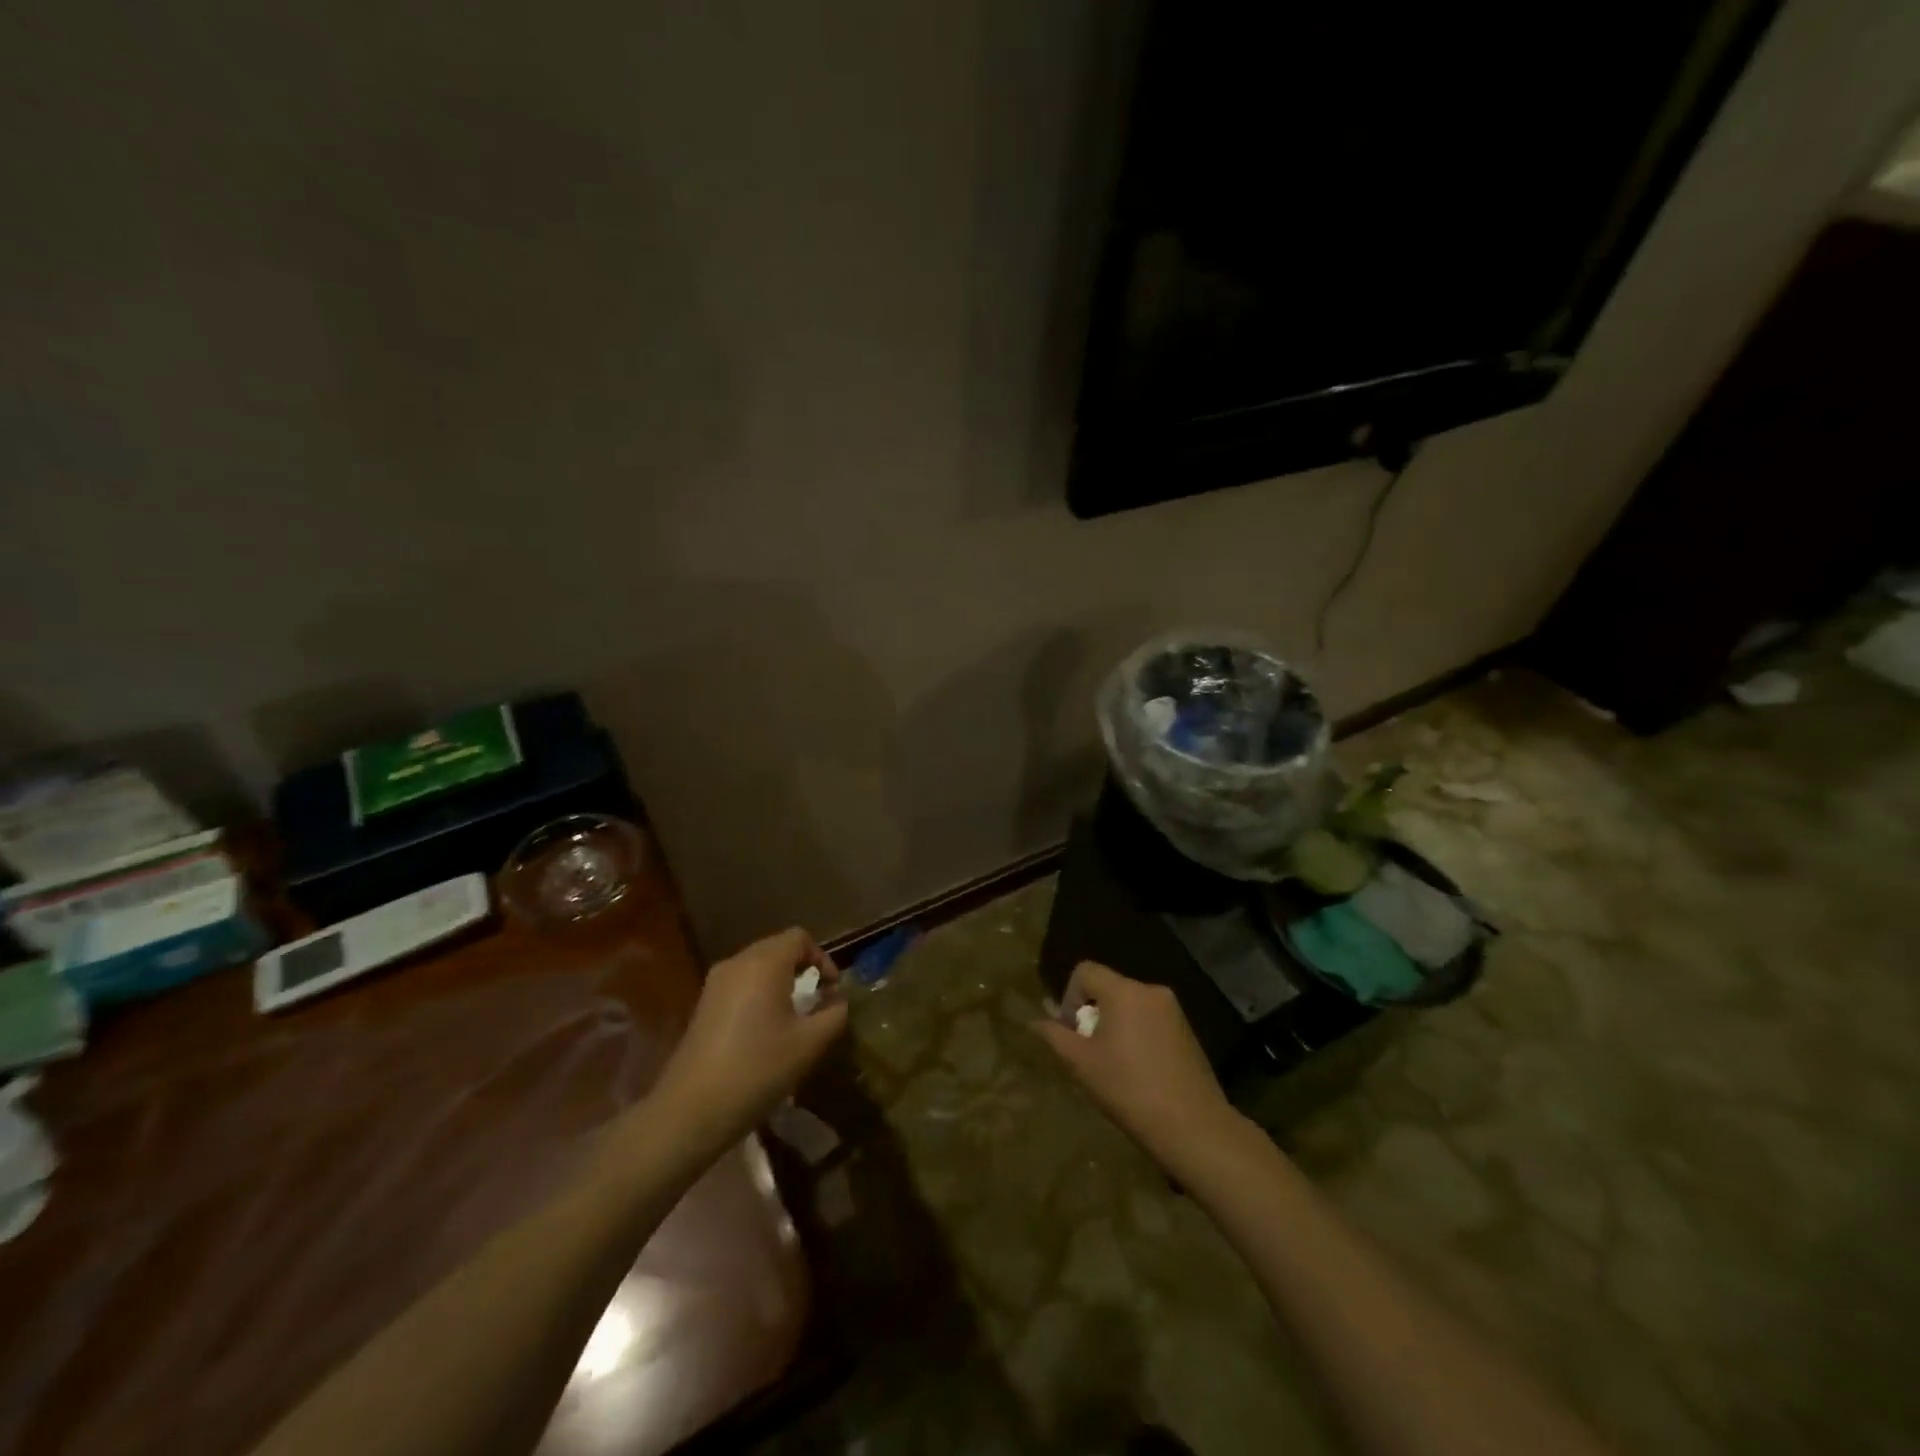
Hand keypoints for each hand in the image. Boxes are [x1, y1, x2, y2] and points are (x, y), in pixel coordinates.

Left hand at [654, 928, 847, 1144]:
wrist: (691, 1111)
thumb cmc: (757, 1070)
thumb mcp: (809, 1044)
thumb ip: (834, 1014)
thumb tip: (838, 1001)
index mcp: (764, 964)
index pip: (799, 938)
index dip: (822, 958)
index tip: (832, 990)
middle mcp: (737, 963)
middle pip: (777, 948)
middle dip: (802, 969)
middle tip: (817, 1001)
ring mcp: (715, 983)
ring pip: (757, 967)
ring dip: (780, 982)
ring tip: (793, 1017)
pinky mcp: (703, 1005)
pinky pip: (740, 984)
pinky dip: (759, 995)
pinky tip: (764, 1031)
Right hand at [1035, 961, 1236, 1172]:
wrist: (1192, 1126)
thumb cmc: (1129, 1089)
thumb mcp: (1081, 1063)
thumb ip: (1055, 1036)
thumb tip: (1036, 1022)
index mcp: (1124, 991)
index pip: (1085, 971)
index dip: (1069, 997)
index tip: (1071, 1032)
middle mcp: (1151, 990)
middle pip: (1109, 987)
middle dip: (1092, 1014)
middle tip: (1088, 1051)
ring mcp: (1173, 1010)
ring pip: (1130, 1005)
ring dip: (1114, 1025)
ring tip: (1112, 1064)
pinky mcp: (1187, 1031)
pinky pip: (1150, 1019)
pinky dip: (1136, 1034)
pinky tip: (1138, 1071)